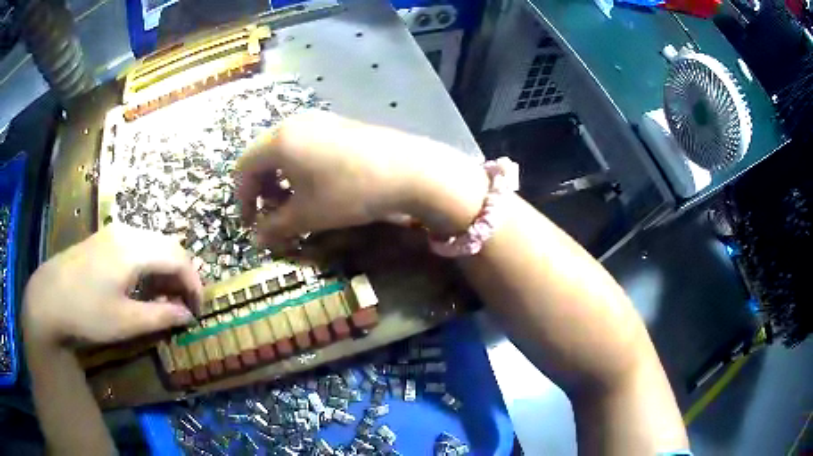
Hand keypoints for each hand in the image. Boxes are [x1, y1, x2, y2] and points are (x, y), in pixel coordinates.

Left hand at [23, 225, 202, 346]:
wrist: (47, 298)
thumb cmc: (86, 313)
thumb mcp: (126, 323)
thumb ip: (161, 317)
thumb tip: (188, 316)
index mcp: (134, 250)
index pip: (179, 258)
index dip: (194, 284)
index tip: (198, 311)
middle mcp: (127, 232)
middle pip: (168, 246)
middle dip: (183, 276)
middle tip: (185, 306)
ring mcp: (113, 232)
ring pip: (153, 244)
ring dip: (166, 270)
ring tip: (165, 299)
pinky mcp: (103, 239)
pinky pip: (137, 245)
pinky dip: (149, 265)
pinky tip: (142, 286)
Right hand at [235, 110, 488, 245]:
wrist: (408, 169)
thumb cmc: (349, 192)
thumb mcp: (308, 215)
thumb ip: (275, 227)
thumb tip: (257, 239)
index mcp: (279, 141)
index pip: (243, 168)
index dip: (242, 199)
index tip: (251, 225)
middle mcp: (294, 123)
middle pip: (262, 156)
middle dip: (261, 189)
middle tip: (272, 214)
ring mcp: (319, 120)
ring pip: (284, 150)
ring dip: (280, 179)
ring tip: (294, 203)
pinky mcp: (338, 124)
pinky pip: (305, 145)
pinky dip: (299, 168)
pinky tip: (316, 185)